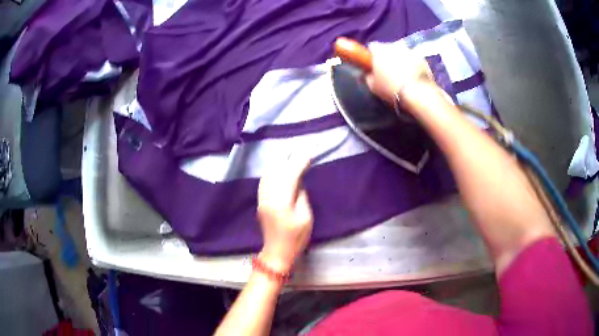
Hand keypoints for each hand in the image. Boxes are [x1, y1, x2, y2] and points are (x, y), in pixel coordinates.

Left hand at [257, 155, 313, 273]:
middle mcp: (269, 197)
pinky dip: (271, 171)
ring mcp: (262, 199)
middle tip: (298, 149)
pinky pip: (264, 181)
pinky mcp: (260, 201)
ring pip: (268, 174)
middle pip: (276, 172)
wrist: (277, 251)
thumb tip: (298, 181)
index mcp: (282, 202)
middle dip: (287, 158)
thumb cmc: (296, 237)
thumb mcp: (306, 217)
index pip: (290, 175)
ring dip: (278, 162)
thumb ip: (301, 196)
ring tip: (288, 154)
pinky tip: (277, 167)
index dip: (299, 163)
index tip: (308, 154)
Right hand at [365, 42, 433, 104]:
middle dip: (387, 56)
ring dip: (401, 59)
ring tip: (402, 75)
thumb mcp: (373, 86)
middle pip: (388, 48)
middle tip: (388, 71)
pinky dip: (413, 65)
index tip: (373, 65)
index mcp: (379, 50)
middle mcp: (394, 45)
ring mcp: (410, 50)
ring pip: (402, 53)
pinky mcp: (423, 58)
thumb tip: (367, 74)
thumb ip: (368, 77)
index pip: (372, 47)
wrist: (418, 94)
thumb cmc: (391, 88)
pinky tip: (413, 78)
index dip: (372, 56)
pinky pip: (414, 59)